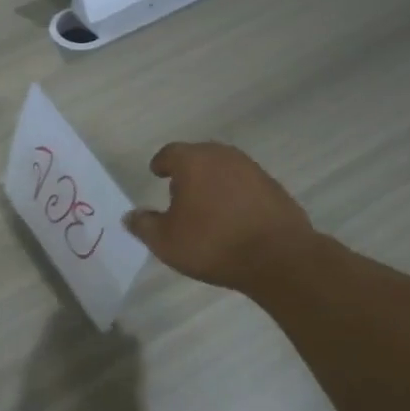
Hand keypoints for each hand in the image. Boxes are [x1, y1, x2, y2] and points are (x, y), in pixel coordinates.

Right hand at [125, 141, 316, 292]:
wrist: (278, 257)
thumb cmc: (212, 244)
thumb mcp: (165, 241)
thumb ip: (143, 225)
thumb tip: (130, 216)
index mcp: (193, 161)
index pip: (170, 153)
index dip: (161, 164)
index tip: (157, 174)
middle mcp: (223, 157)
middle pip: (198, 156)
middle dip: (187, 171)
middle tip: (179, 192)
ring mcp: (252, 170)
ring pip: (224, 169)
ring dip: (213, 182)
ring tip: (206, 206)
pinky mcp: (274, 187)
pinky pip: (245, 185)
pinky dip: (235, 195)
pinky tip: (232, 217)